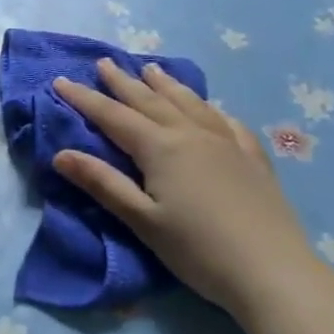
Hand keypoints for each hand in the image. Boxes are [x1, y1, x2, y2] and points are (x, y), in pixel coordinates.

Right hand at [52, 59, 329, 320]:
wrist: (273, 271)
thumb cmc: (198, 250)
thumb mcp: (142, 221)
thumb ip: (103, 183)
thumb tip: (61, 153)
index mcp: (161, 148)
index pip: (113, 116)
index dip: (84, 98)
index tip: (60, 81)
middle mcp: (192, 134)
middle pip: (150, 101)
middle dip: (123, 82)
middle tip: (103, 62)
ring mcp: (227, 142)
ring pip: (189, 103)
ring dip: (166, 84)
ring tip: (151, 68)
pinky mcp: (252, 158)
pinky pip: (226, 121)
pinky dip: (209, 108)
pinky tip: (209, 108)